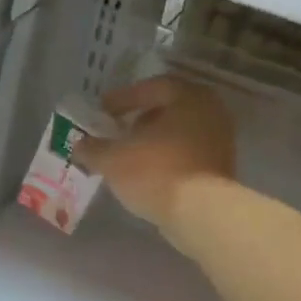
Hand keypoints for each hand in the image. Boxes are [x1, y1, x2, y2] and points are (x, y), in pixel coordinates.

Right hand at [76, 78, 235, 231]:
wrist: (200, 214)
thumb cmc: (156, 172)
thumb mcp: (113, 159)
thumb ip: (93, 148)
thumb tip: (80, 145)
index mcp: (189, 97)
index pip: (152, 87)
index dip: (123, 98)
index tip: (102, 111)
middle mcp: (211, 113)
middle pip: (168, 111)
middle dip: (140, 121)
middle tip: (116, 133)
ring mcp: (220, 143)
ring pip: (179, 136)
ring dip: (153, 144)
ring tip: (128, 159)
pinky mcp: (221, 171)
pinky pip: (187, 157)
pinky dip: (166, 161)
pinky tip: (147, 176)